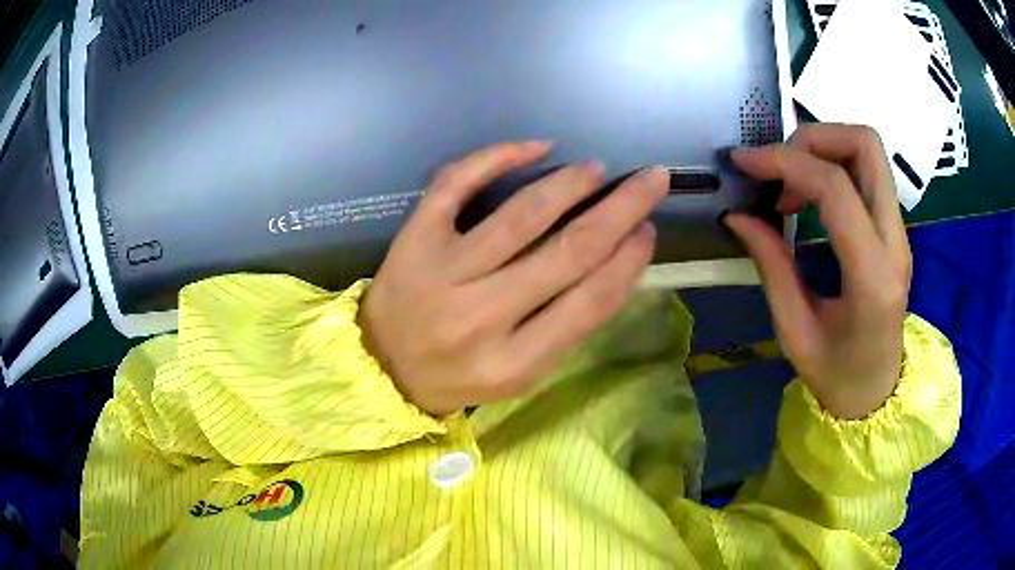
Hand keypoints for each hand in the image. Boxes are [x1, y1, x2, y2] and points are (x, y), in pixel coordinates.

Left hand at [360, 142, 668, 415]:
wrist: (381, 366)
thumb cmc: (458, 375)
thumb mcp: (518, 373)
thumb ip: (564, 327)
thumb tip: (613, 261)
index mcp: (514, 363)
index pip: (589, 302)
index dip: (628, 261)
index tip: (650, 230)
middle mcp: (482, 316)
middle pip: (568, 251)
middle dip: (621, 209)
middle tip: (651, 180)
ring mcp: (443, 272)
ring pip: (521, 214)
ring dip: (569, 183)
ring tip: (597, 169)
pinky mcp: (415, 239)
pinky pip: (456, 184)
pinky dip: (496, 157)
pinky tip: (536, 146)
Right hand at [724, 124, 910, 418]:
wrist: (877, 392)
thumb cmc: (836, 375)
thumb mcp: (795, 331)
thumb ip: (771, 265)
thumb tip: (737, 214)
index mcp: (872, 277)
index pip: (835, 188)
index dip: (785, 162)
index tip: (745, 162)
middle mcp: (895, 242)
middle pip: (865, 145)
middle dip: (812, 136)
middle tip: (776, 164)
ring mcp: (900, 231)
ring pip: (868, 150)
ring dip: (822, 147)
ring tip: (789, 182)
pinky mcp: (894, 228)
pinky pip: (866, 171)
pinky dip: (831, 164)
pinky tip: (807, 195)